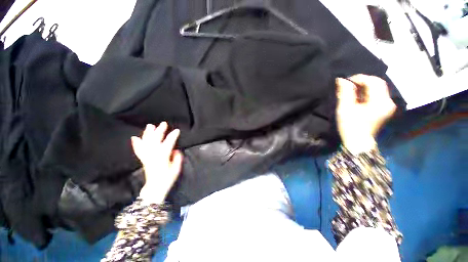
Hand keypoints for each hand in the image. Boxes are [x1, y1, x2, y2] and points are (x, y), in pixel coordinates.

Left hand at [131, 122, 182, 203]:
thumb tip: (175, 150)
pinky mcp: (143, 159)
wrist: (155, 188)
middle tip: (164, 124)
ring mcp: (147, 157)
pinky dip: (136, 143)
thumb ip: (177, 158)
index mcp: (162, 157)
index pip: (168, 143)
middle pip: (156, 140)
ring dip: (148, 134)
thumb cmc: (167, 179)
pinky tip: (135, 138)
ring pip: (146, 142)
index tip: (177, 130)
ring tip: (150, 126)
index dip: (173, 136)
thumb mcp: (176, 169)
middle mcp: (153, 155)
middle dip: (160, 131)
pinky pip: (138, 150)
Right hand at [335, 75, 396, 153]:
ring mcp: (387, 106)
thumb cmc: (350, 126)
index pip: (374, 81)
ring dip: (363, 88)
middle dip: (362, 82)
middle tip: (348, 85)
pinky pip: (376, 96)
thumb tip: (341, 80)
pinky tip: (356, 98)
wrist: (357, 142)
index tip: (346, 81)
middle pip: (377, 84)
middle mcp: (388, 102)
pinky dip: (366, 94)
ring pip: (377, 89)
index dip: (360, 78)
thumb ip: (345, 93)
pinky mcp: (384, 110)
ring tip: (350, 92)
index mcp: (381, 102)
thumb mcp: (345, 109)